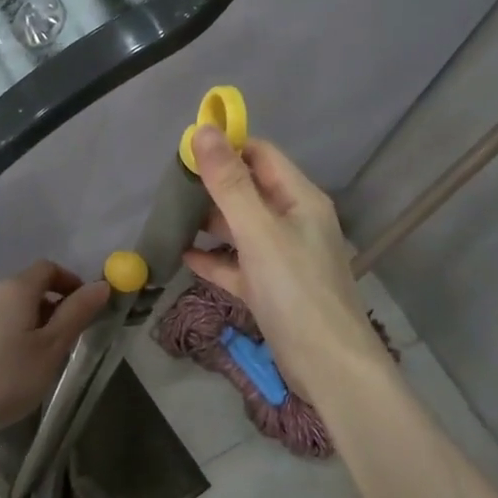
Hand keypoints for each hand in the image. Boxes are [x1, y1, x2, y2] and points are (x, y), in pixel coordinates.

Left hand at [0, 261, 109, 436]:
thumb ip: (77, 313)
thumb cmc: (7, 377)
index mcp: (16, 291)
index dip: (69, 281)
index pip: (47, 268)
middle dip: (47, 307)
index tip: (82, 306)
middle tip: (61, 341)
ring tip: (29, 360)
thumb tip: (101, 284)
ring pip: (2, 311)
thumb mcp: (52, 348)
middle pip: (24, 289)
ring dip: (21, 324)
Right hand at [184, 126, 386, 399]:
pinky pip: (237, 263)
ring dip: (209, 222)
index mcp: (300, 199)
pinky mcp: (271, 288)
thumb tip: (203, 131)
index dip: (226, 148)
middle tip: (169, 188)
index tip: (184, 152)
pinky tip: (184, 257)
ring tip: (171, 219)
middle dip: (211, 185)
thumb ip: (229, 183)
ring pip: (241, 227)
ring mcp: (283, 256)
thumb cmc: (296, 290)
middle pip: (248, 190)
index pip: (261, 155)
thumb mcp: (258, 231)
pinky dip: (214, 258)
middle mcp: (294, 221)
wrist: (328, 366)